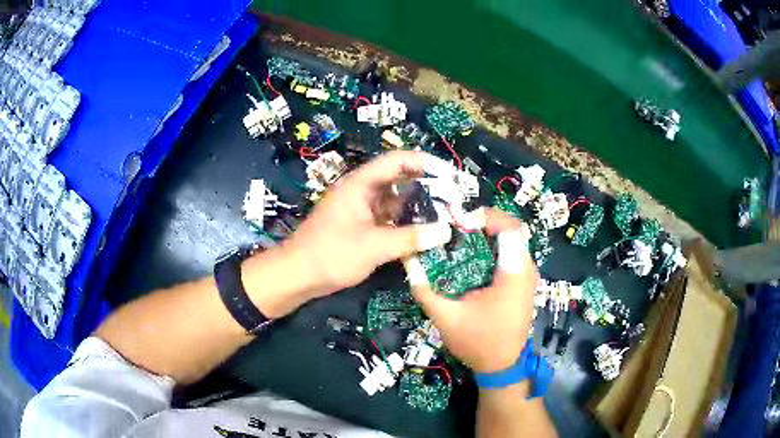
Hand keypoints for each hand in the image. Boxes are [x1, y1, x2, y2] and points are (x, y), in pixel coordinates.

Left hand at [280, 151, 452, 297]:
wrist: (297, 276)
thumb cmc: (331, 254)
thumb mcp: (373, 246)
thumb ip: (410, 238)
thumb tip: (446, 232)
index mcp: (360, 184)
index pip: (397, 161)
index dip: (425, 163)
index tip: (450, 175)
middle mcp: (362, 191)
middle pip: (399, 180)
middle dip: (426, 187)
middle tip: (453, 199)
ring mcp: (361, 209)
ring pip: (395, 202)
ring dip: (417, 209)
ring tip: (444, 218)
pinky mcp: (360, 226)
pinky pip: (388, 219)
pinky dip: (405, 225)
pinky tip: (423, 235)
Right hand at [405, 209, 538, 372]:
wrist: (501, 366)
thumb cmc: (478, 343)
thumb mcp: (446, 317)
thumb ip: (425, 290)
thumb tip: (408, 261)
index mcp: (514, 275)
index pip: (511, 228)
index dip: (487, 216)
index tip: (461, 220)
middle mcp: (527, 270)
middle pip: (513, 231)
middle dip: (485, 223)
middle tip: (458, 226)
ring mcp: (528, 277)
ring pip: (514, 241)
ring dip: (490, 235)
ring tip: (463, 237)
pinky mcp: (524, 284)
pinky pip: (513, 254)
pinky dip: (495, 249)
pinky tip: (474, 257)